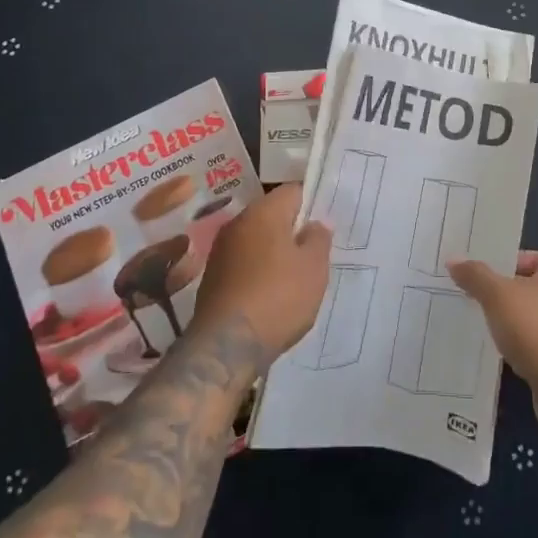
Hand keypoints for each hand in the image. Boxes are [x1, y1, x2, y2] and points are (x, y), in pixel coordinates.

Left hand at [190, 185, 331, 359]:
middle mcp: (237, 223)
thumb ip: (319, 239)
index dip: (312, 203)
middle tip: (314, 251)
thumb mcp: (314, 268)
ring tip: (294, 276)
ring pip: (256, 240)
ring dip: (274, 252)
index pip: (293, 191)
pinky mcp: (212, 277)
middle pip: (272, 214)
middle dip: (292, 229)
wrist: (226, 346)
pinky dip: (257, 271)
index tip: (325, 223)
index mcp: (263, 211)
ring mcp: (220, 250)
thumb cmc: (278, 298)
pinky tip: (270, 294)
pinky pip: (243, 263)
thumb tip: (314, 224)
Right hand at [447, 251, 537, 440]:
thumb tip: (453, 259)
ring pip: (523, 316)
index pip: (521, 257)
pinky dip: (511, 344)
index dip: (496, 263)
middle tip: (464, 294)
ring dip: (503, 321)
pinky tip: (490, 349)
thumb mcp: (498, 294)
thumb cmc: (536, 326)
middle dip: (496, 292)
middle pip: (522, 287)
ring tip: (472, 321)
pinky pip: (527, 343)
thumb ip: (476, 276)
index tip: (470, 272)